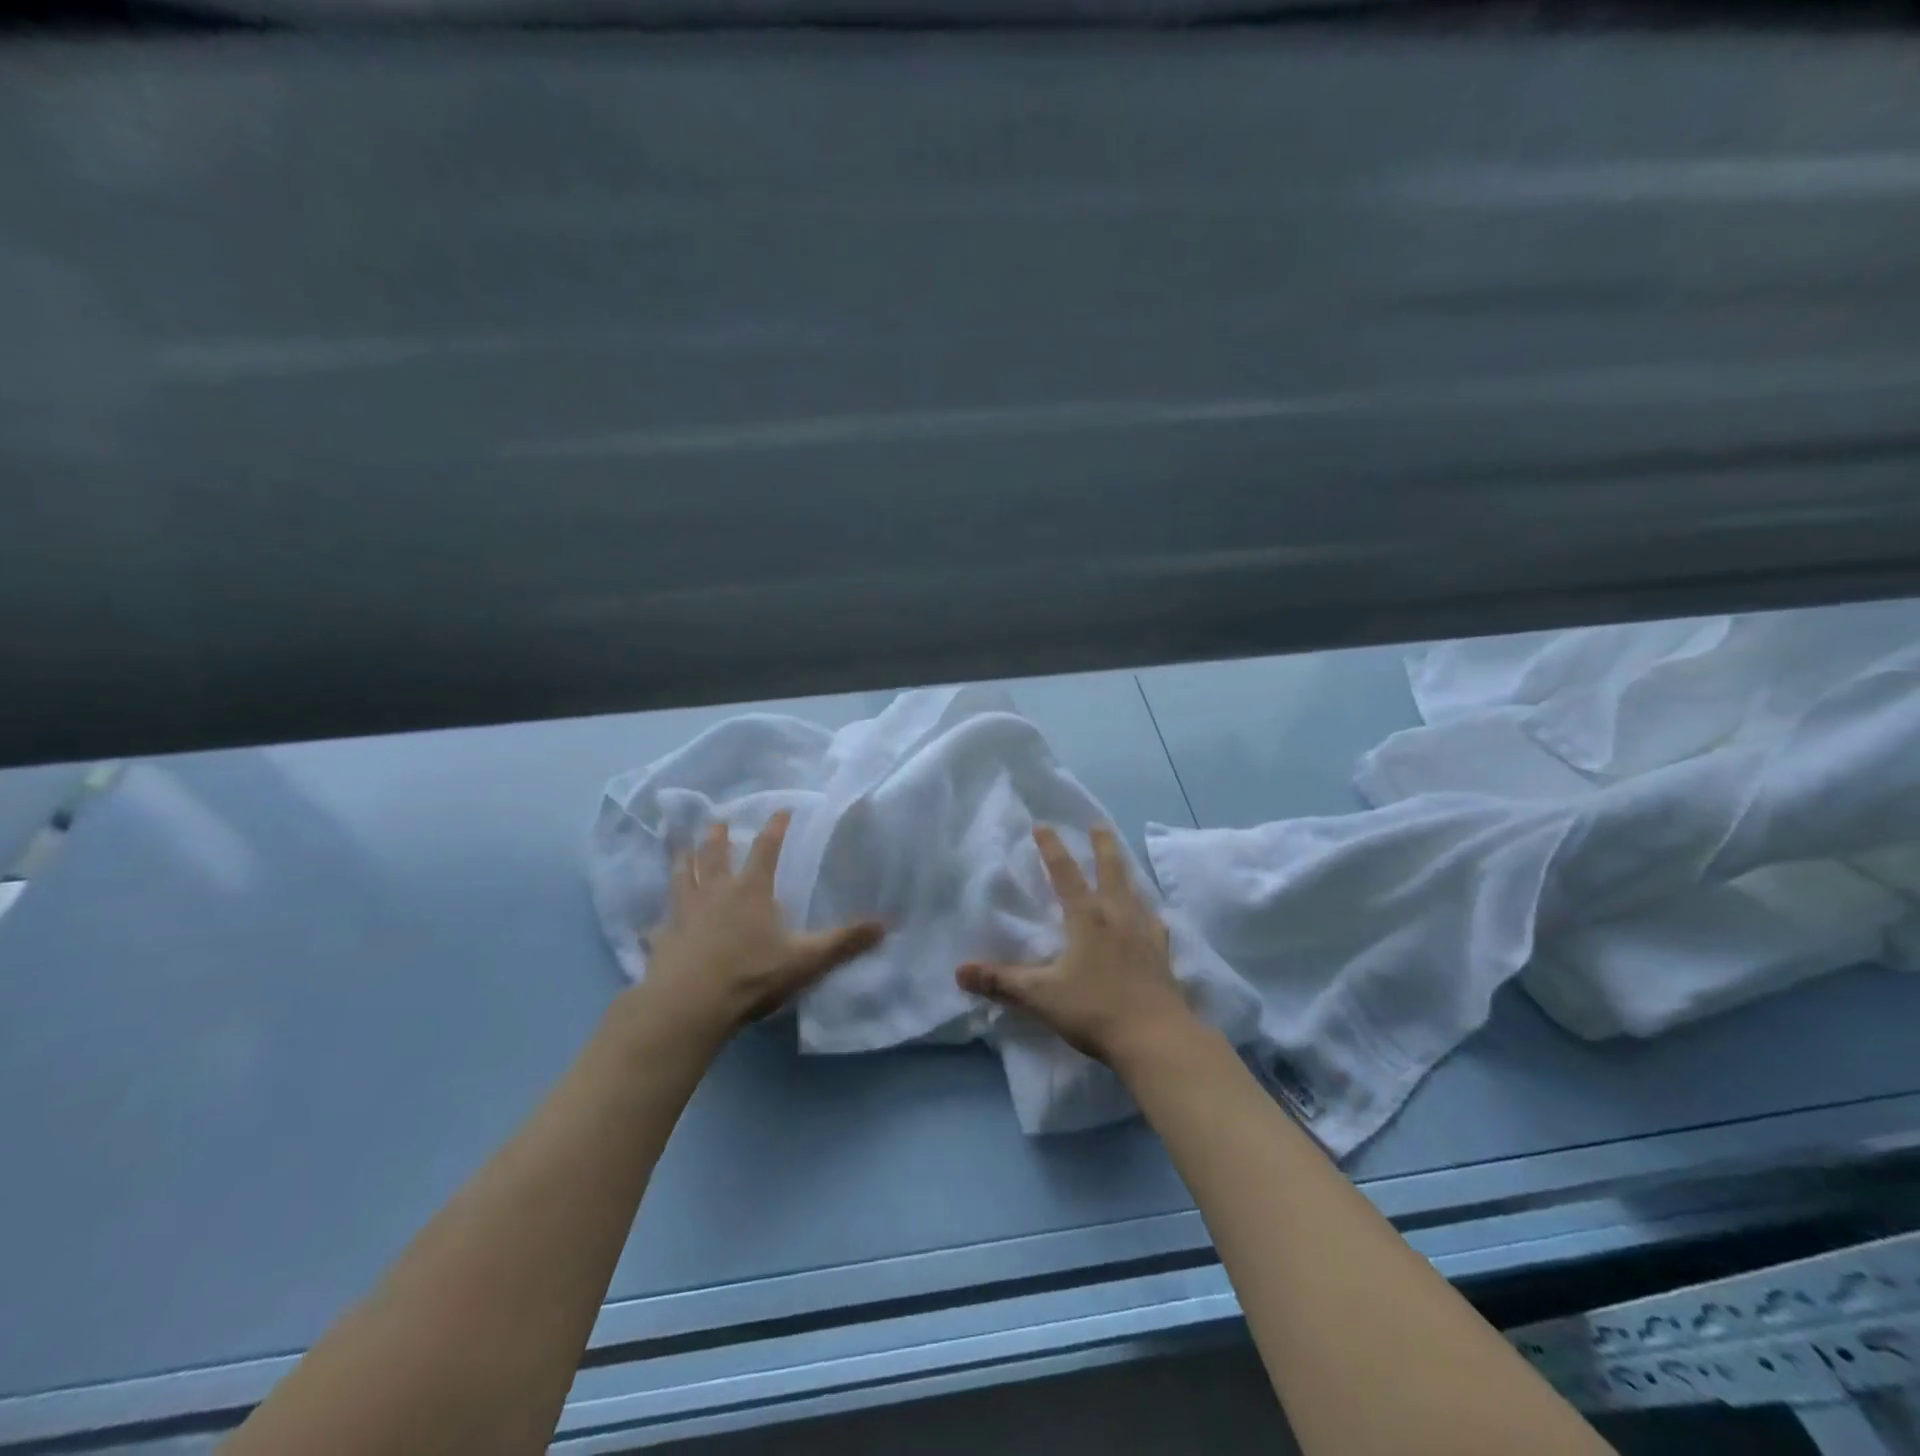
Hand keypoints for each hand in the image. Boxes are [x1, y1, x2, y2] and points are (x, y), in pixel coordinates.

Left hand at [638, 812, 883, 1045]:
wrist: (689, 1005)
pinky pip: (657, 927)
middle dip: (718, 837)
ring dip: (683, 862)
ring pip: (682, 879)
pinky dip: (656, 923)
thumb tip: (885, 924)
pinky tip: (651, 925)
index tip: (781, 810)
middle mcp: (715, 894)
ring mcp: (683, 915)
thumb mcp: (806, 959)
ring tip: (681, 848)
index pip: (766, 849)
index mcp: (751, 891)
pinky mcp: (661, 941)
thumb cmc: (751, 975)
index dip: (775, 829)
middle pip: (715, 856)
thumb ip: (843, 942)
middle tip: (717, 821)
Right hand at [956, 825, 1198, 1067]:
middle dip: (1102, 845)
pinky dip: (1149, 913)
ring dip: (1125, 872)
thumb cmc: (1094, 1009)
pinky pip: (1155, 923)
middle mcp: (1117, 916)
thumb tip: (959, 971)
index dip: (1051, 847)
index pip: (1065, 873)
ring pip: (1134, 891)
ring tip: (1123, 863)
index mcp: (1086, 917)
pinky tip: (1152, 918)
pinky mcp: (1162, 955)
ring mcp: (1144, 933)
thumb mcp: (1040, 996)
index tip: (1043, 825)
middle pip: (1110, 870)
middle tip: (1098, 824)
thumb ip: (1001, 981)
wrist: (1156, 1038)